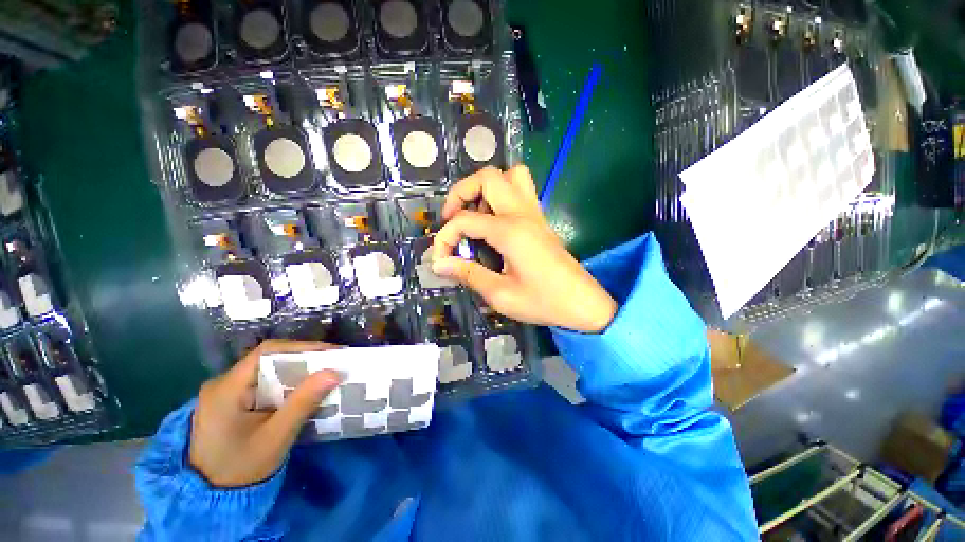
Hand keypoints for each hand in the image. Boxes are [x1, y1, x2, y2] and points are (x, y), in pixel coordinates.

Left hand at [189, 340, 341, 487]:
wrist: (211, 497)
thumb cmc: (241, 469)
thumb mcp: (276, 437)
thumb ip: (303, 403)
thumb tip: (335, 372)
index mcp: (226, 389)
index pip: (267, 353)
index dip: (302, 347)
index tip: (331, 352)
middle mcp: (222, 383)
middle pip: (268, 359)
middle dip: (304, 358)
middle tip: (333, 362)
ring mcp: (225, 392)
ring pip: (267, 370)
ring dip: (297, 370)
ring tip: (325, 373)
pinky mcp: (231, 401)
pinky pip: (263, 382)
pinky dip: (287, 382)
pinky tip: (303, 389)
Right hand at [432, 166, 616, 332]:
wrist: (583, 304)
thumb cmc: (543, 302)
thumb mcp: (501, 294)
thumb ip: (468, 274)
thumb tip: (439, 264)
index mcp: (510, 231)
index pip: (465, 220)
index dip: (445, 237)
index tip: (439, 259)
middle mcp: (522, 213)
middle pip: (487, 177)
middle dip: (461, 192)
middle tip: (452, 219)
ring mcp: (534, 213)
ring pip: (509, 176)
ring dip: (485, 189)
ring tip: (475, 215)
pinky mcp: (540, 220)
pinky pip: (521, 190)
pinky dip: (501, 195)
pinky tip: (494, 222)